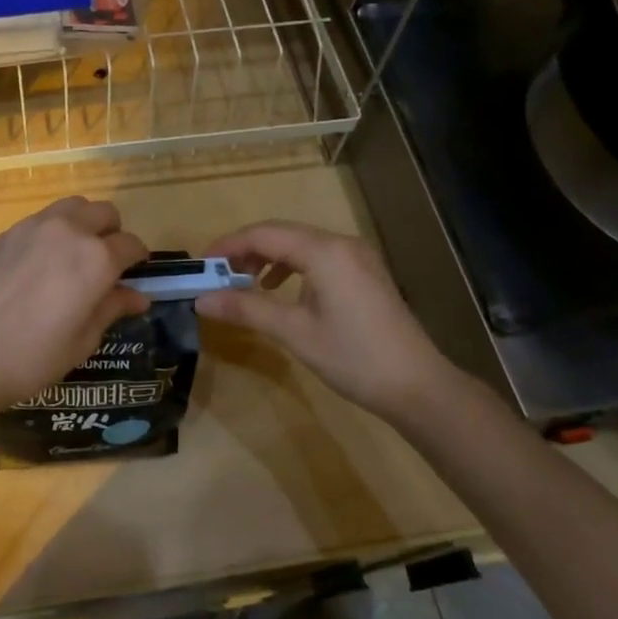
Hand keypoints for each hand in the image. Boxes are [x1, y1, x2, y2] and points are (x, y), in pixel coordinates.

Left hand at [0, 197, 148, 423]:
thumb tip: (138, 296)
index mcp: (96, 258)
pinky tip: (39, 263)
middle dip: (112, 233)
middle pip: (104, 213)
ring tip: (73, 255)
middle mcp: (69, 231)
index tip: (135, 274)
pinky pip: (41, 219)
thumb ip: (111, 308)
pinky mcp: (5, 233)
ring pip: (72, 207)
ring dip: (82, 223)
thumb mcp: (82, 341)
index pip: (131, 244)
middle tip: (105, 264)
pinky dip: (52, 231)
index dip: (138, 260)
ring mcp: (33, 227)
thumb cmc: (31, 358)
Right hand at [196, 220, 466, 424]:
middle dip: (246, 250)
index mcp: (324, 252)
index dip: (229, 245)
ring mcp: (357, 256)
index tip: (202, 265)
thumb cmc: (353, 357)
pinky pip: (318, 256)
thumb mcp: (294, 332)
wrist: (417, 385)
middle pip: (282, 233)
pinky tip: (280, 289)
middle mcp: (341, 243)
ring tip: (243, 282)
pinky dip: (292, 266)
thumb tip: (201, 299)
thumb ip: (246, 308)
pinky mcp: (364, 271)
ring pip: (301, 243)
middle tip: (218, 275)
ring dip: (268, 257)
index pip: (265, 234)